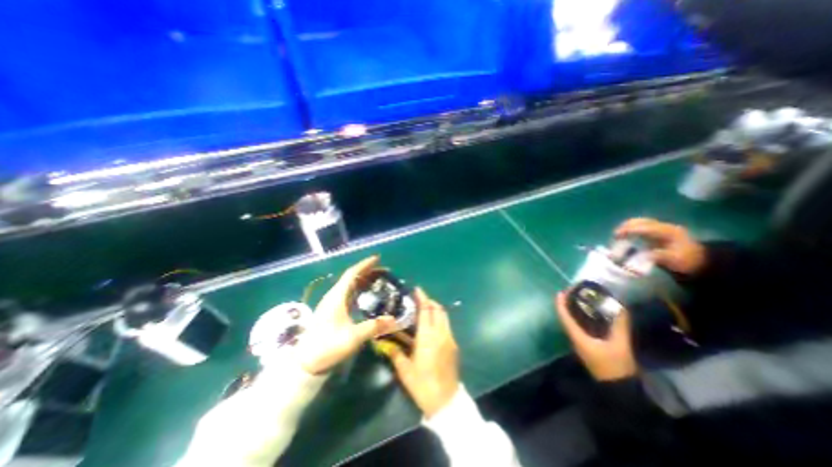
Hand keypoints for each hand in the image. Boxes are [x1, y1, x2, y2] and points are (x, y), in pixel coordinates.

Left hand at [298, 255, 397, 376]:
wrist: (306, 364)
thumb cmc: (327, 347)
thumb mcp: (352, 338)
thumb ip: (374, 327)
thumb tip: (394, 320)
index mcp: (336, 297)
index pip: (351, 274)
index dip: (364, 265)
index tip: (377, 258)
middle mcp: (333, 296)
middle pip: (351, 278)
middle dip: (367, 271)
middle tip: (383, 271)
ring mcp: (332, 304)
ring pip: (349, 286)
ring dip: (363, 280)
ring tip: (378, 280)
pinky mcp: (332, 311)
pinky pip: (348, 294)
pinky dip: (359, 290)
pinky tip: (366, 295)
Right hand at [390, 287, 460, 418]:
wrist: (446, 401)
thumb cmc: (422, 385)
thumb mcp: (405, 370)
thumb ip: (395, 353)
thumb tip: (386, 344)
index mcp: (428, 337)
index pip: (426, 310)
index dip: (422, 298)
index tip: (417, 289)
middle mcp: (441, 333)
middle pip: (438, 309)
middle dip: (429, 301)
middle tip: (419, 300)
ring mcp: (450, 338)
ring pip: (444, 316)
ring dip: (435, 309)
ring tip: (425, 311)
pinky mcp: (454, 345)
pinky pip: (446, 326)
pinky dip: (439, 320)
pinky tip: (431, 327)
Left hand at [559, 293, 638, 380]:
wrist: (620, 392)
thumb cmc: (616, 368)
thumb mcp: (620, 346)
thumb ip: (619, 326)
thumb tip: (619, 307)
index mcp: (577, 337)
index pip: (564, 317)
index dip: (560, 304)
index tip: (560, 292)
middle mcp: (575, 338)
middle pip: (566, 317)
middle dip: (567, 304)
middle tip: (574, 293)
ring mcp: (581, 343)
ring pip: (572, 323)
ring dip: (574, 311)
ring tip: (581, 299)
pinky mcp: (588, 346)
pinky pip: (580, 328)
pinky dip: (582, 319)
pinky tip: (591, 315)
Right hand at [614, 217, 703, 274]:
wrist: (700, 260)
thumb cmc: (686, 261)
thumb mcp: (674, 260)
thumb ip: (657, 256)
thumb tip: (640, 256)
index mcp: (667, 232)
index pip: (644, 227)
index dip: (629, 230)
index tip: (616, 236)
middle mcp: (663, 226)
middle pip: (640, 221)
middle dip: (625, 227)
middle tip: (615, 236)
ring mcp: (660, 227)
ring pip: (639, 221)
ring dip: (627, 227)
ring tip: (618, 236)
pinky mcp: (657, 230)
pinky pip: (640, 225)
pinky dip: (631, 228)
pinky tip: (626, 235)